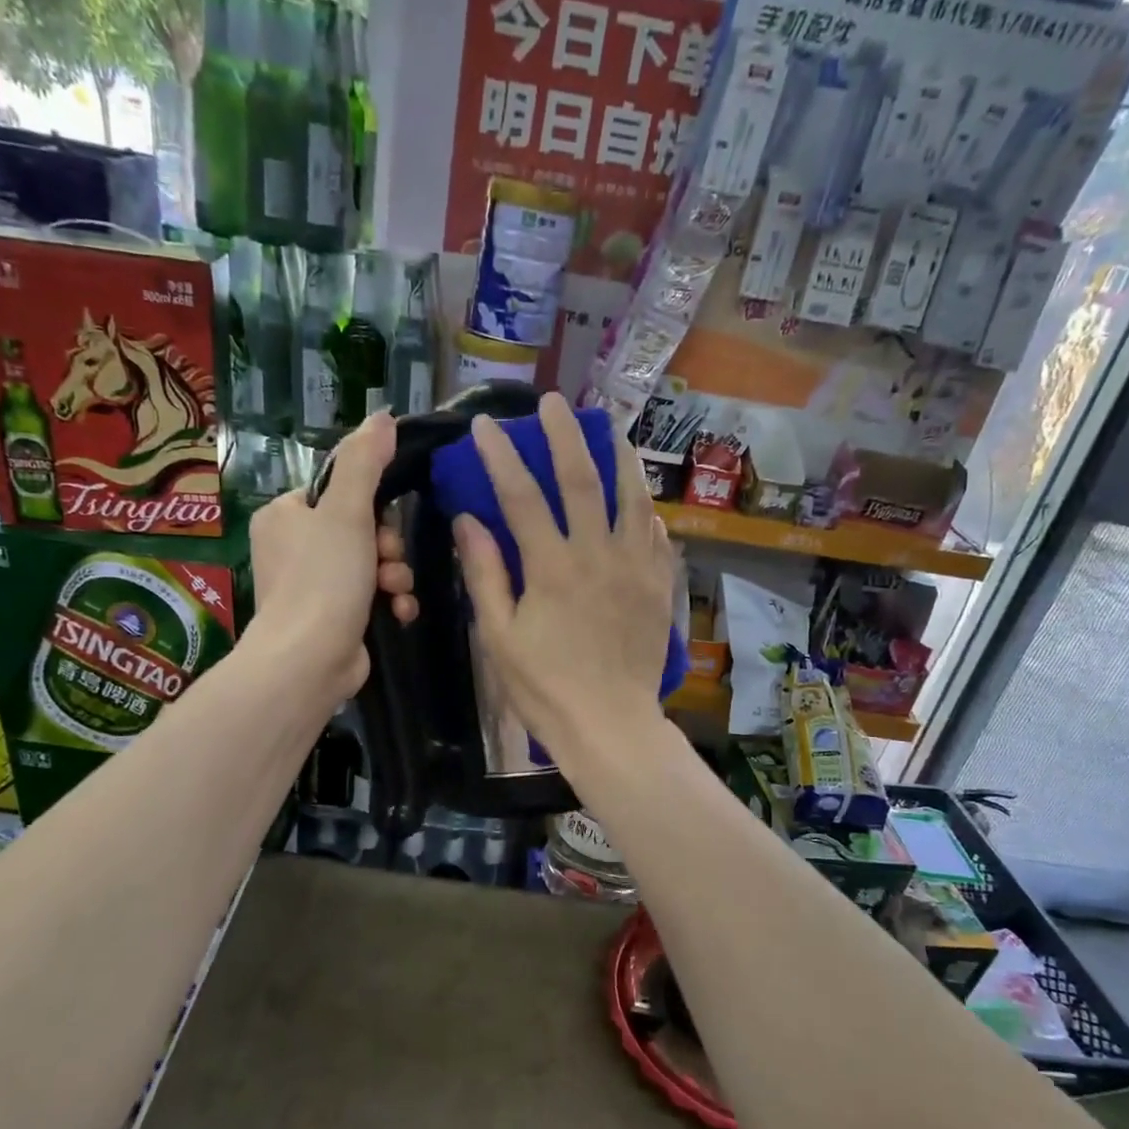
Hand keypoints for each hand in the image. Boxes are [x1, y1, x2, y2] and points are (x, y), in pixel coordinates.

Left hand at [247, 412, 416, 702]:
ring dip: (394, 575)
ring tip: (395, 591)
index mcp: (285, 515)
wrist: (309, 661)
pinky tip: (399, 612)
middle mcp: (293, 548)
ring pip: (371, 564)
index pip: (339, 492)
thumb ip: (366, 462)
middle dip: (387, 547)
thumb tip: (383, 415)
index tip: (384, 522)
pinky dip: (389, 602)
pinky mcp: (332, 619)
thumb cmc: (324, 579)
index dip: (372, 506)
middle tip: (388, 562)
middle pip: (360, 529)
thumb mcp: (347, 511)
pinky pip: (371, 597)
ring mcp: (312, 587)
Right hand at [453, 392, 674, 773]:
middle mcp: (598, 554)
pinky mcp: (659, 586)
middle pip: (583, 479)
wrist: (610, 725)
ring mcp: (636, 568)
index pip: (521, 495)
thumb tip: (468, 520)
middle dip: (565, 435)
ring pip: (632, 497)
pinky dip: (647, 510)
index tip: (484, 426)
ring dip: (619, 457)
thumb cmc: (544, 687)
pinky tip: (642, 500)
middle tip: (555, 403)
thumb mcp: (499, 636)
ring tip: (611, 430)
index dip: (500, 456)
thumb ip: (485, 574)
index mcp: (552, 567)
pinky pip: (657, 536)